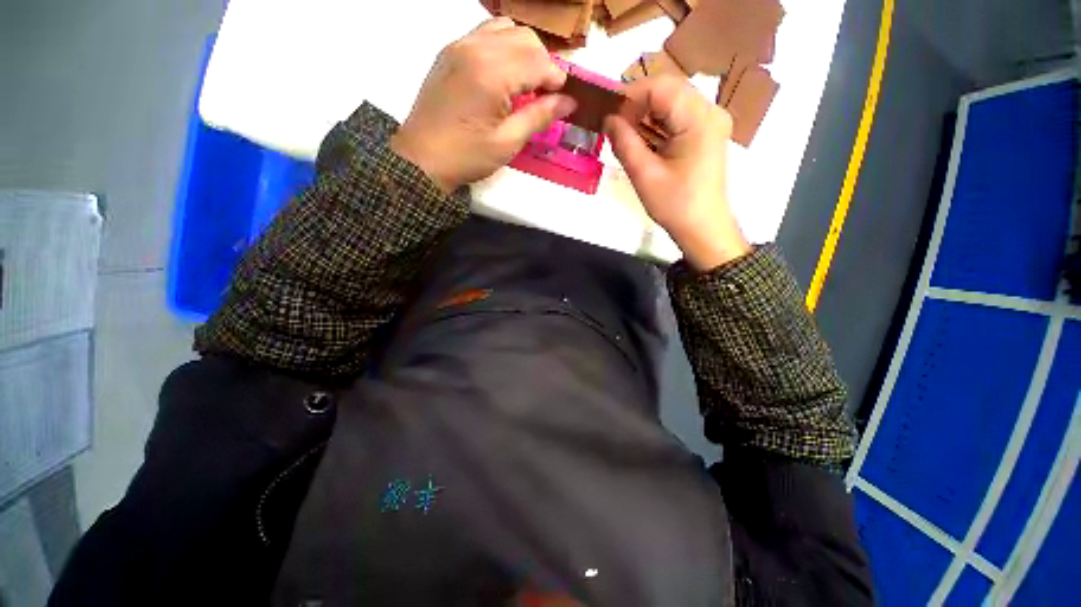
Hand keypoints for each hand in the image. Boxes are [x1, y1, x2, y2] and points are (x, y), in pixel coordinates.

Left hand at [391, 18, 576, 193]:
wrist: (422, 158)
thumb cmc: (466, 156)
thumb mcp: (507, 142)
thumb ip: (539, 116)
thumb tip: (569, 102)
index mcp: (492, 73)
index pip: (538, 61)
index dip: (557, 79)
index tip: (563, 100)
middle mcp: (476, 47)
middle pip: (526, 38)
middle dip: (543, 63)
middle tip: (545, 95)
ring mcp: (460, 45)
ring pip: (507, 29)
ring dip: (524, 52)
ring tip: (525, 83)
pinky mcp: (450, 51)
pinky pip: (485, 33)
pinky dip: (503, 47)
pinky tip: (504, 74)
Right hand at [605, 76, 750, 270]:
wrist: (703, 228)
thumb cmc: (675, 205)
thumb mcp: (644, 175)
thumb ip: (624, 142)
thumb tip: (607, 119)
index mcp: (699, 119)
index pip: (660, 87)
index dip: (630, 96)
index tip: (607, 115)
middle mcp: (710, 111)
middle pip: (668, 90)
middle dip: (637, 105)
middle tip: (614, 127)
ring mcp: (711, 121)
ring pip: (672, 102)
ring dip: (646, 115)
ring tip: (625, 136)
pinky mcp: (706, 133)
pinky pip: (678, 116)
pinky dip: (657, 124)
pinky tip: (644, 141)